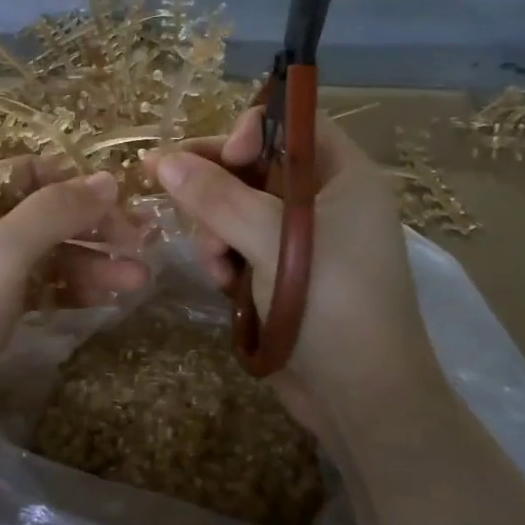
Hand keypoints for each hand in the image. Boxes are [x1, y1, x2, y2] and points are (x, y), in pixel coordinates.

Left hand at [0, 159, 147, 460]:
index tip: (124, 202)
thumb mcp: (2, 252)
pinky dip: (74, 289)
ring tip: (140, 279)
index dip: (76, 183)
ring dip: (92, 262)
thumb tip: (107, 179)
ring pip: (48, 254)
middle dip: (93, 227)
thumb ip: (55, 211)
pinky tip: (111, 297)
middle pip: (44, 214)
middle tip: (145, 243)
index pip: (29, 172)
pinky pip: (42, 288)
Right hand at [147, 109, 449, 442]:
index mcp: (344, 177)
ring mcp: (301, 243)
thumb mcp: (272, 240)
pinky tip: (220, 283)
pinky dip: (224, 259)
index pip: (293, 126)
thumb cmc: (332, 303)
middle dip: (216, 186)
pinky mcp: (281, 277)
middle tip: (171, 191)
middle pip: (256, 167)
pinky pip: (238, 247)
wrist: (362, 398)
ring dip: (214, 229)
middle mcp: (324, 202)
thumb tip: (162, 159)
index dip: (251, 131)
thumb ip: (217, 196)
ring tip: (214, 262)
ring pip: (237, 210)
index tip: (220, 158)